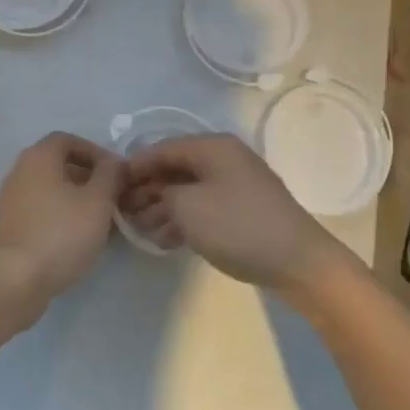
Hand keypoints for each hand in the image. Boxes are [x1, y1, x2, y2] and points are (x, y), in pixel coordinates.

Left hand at [0, 132, 125, 317]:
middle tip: (111, 198)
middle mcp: (19, 172)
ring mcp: (9, 202)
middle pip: (58, 166)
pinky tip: (77, 240)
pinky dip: (59, 218)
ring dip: (75, 201)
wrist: (13, 280)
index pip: (68, 140)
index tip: (115, 173)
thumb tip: (114, 162)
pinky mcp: (8, 229)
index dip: (95, 152)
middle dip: (87, 178)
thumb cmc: (60, 233)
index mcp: (39, 158)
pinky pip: (39, 213)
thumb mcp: (97, 202)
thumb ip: (110, 176)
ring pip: (49, 191)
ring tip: (99, 222)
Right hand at [120, 134, 351, 296]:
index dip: (135, 166)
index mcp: (213, 147)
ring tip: (142, 231)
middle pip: (176, 168)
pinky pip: (205, 207)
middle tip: (124, 214)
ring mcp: (237, 184)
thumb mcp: (188, 207)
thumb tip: (155, 192)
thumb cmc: (237, 226)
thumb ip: (162, 193)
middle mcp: (225, 158)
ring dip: (163, 208)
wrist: (298, 262)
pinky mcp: (245, 210)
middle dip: (148, 190)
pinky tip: (167, 241)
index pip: (163, 149)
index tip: (111, 187)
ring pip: (190, 190)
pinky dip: (184, 219)